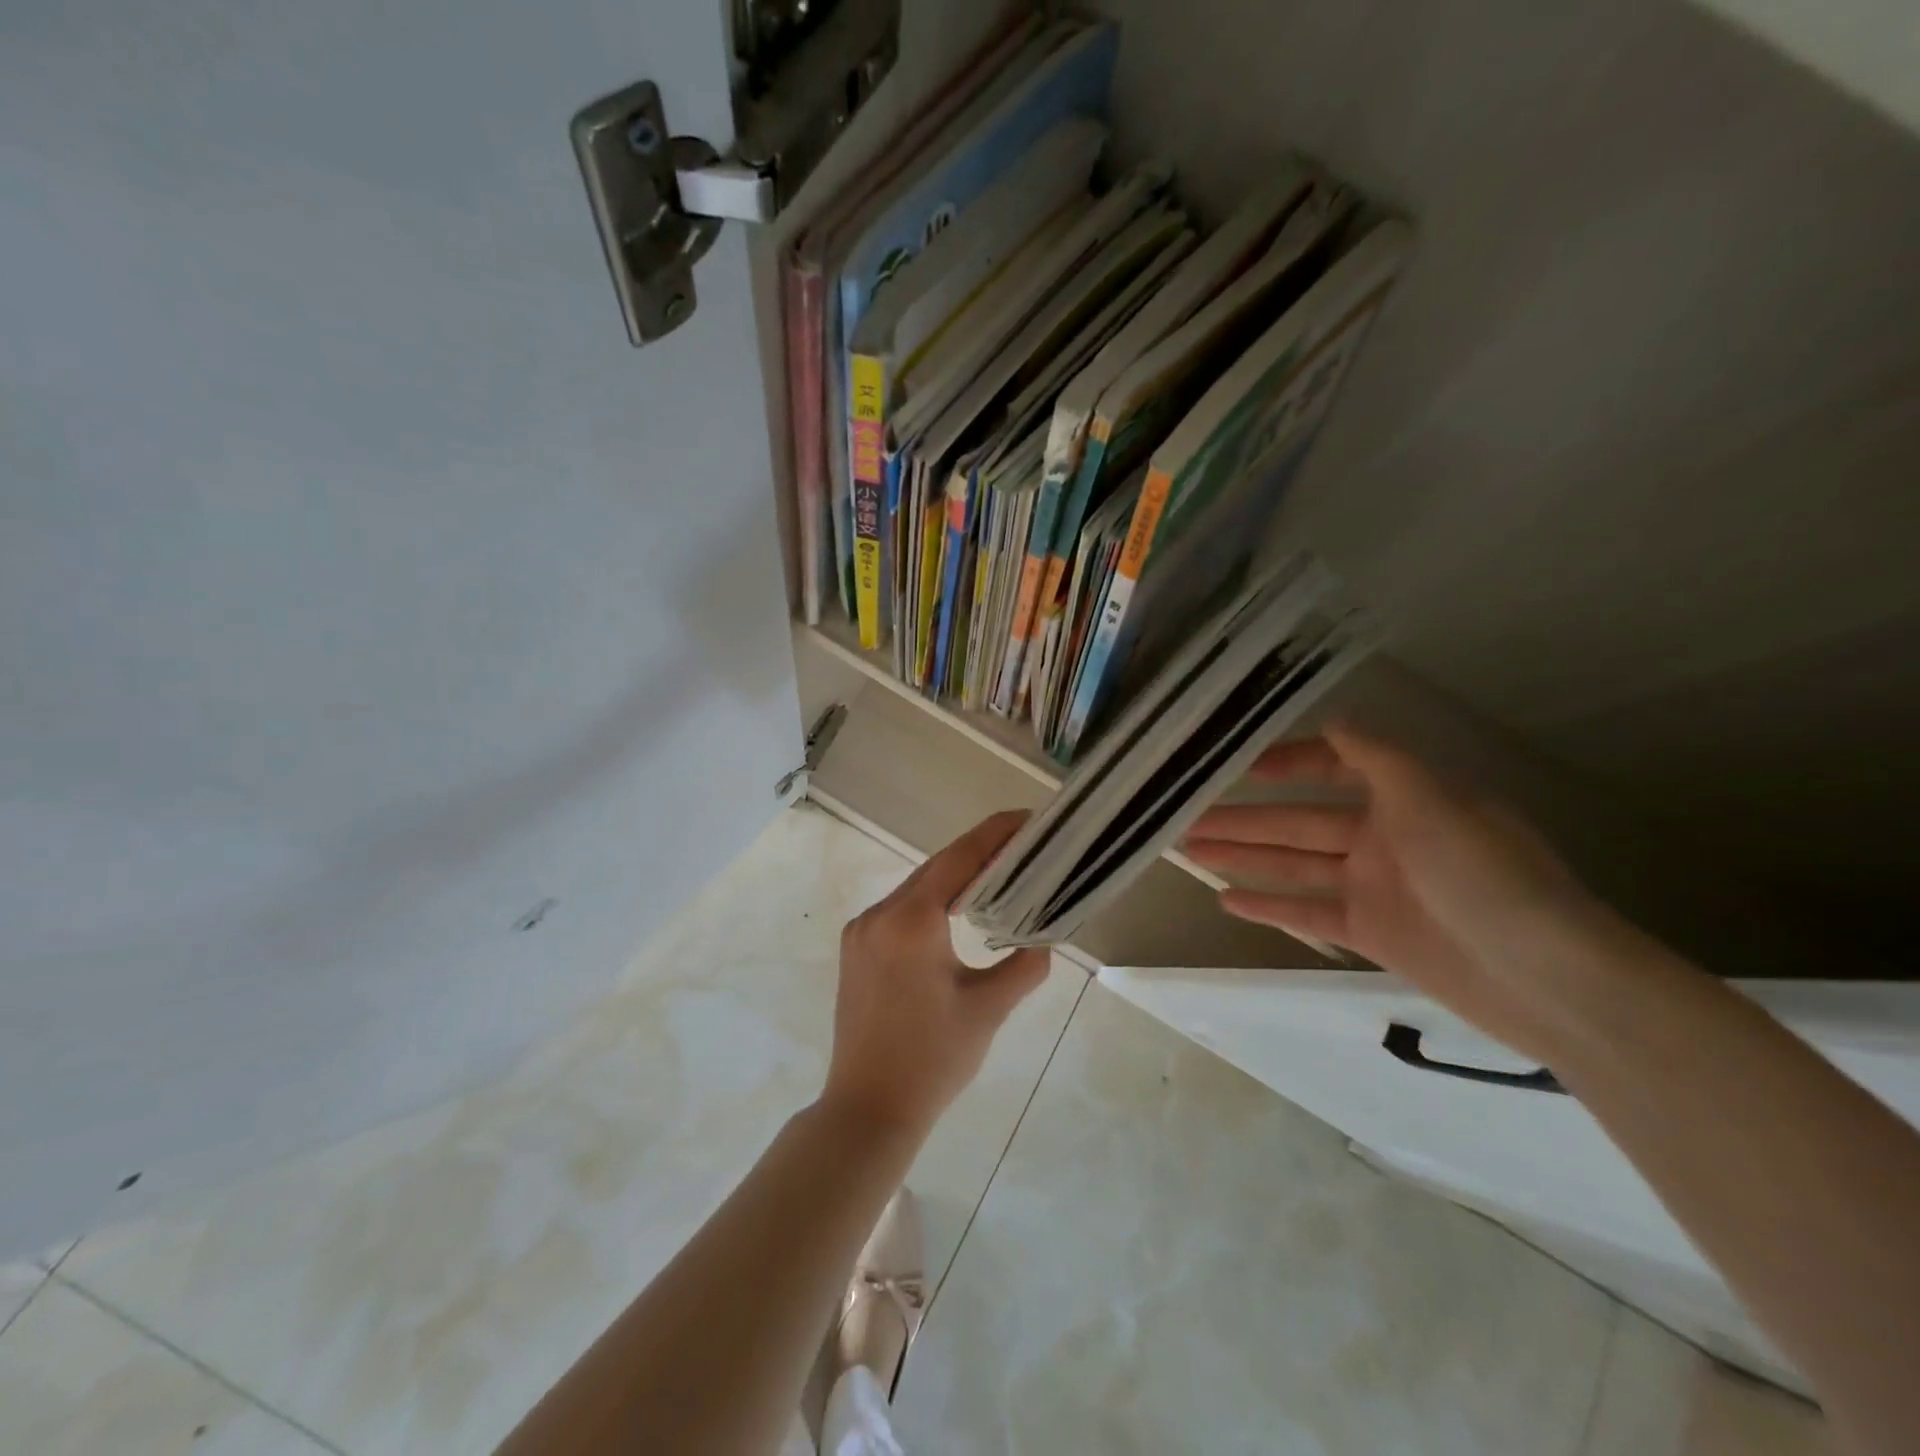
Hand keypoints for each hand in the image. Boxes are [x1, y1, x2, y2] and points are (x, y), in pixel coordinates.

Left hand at [821, 812, 1050, 1143]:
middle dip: (979, 855)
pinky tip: (956, 911)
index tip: (1026, 819)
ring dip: (954, 879)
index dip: (995, 835)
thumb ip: (1025, 965)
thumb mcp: (988, 1009)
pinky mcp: (855, 949)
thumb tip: (1043, 939)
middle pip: (936, 869)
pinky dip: (931, 902)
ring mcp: (861, 931)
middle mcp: (879, 915)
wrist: (868, 1109)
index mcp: (911, 922)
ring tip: (998, 875)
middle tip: (1022, 848)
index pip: (959, 859)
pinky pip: (899, 910)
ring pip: (916, 888)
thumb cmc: (933, 1060)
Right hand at [1182, 725, 1631, 1063]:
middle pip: (1299, 821)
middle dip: (1244, 818)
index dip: (1290, 763)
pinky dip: (1268, 905)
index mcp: (1403, 799)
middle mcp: (1383, 837)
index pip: (1335, 768)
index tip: (1242, 767)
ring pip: (1293, 864)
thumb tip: (1338, 719)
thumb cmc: (1487, 875)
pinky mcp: (1370, 932)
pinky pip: (1307, 911)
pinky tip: (1225, 898)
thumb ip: (1378, 759)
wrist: (1546, 978)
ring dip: (1243, 857)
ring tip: (1189, 848)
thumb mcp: (1434, 801)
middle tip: (1185, 816)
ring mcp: (1373, 886)